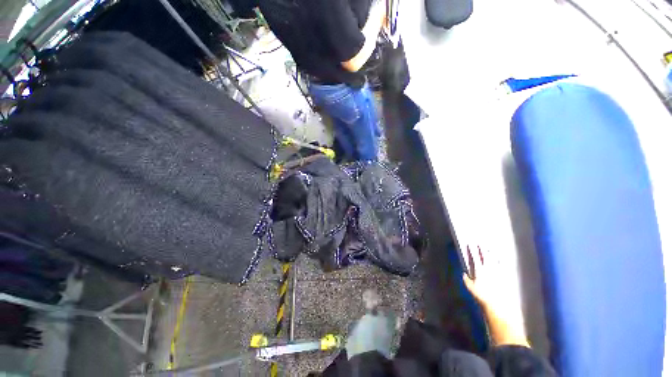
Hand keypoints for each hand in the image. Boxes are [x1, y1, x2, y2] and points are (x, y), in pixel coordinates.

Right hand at [463, 245, 504, 308]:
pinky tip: (502, 259)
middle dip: (482, 249)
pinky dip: (502, 261)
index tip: (470, 244)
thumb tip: (464, 274)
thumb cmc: (483, 296)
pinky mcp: (506, 276)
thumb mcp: (471, 288)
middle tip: (480, 243)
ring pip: (495, 259)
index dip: (472, 250)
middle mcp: (489, 268)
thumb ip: (467, 280)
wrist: (499, 303)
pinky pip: (503, 266)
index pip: (475, 257)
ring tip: (490, 248)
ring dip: (492, 253)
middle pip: (485, 255)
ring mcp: (498, 271)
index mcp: (480, 269)